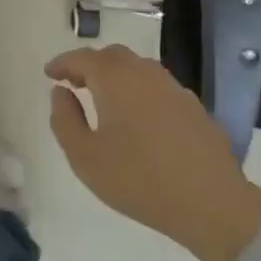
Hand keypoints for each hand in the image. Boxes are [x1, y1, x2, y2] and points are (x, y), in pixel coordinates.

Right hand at [45, 45, 260, 260]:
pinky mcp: (194, 107)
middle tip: (73, 83)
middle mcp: (145, 74)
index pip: (82, 58)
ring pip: (138, 68)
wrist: (211, 204)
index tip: (49, 74)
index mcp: (115, 80)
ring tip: (103, 98)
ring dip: (116, 76)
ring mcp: (174, 89)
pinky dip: (139, 90)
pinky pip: (158, 87)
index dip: (62, 63)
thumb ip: (64, 119)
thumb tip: (61, 92)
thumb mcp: (85, 157)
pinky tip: (138, 116)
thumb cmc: (138, 180)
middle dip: (89, 64)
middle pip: (113, 56)